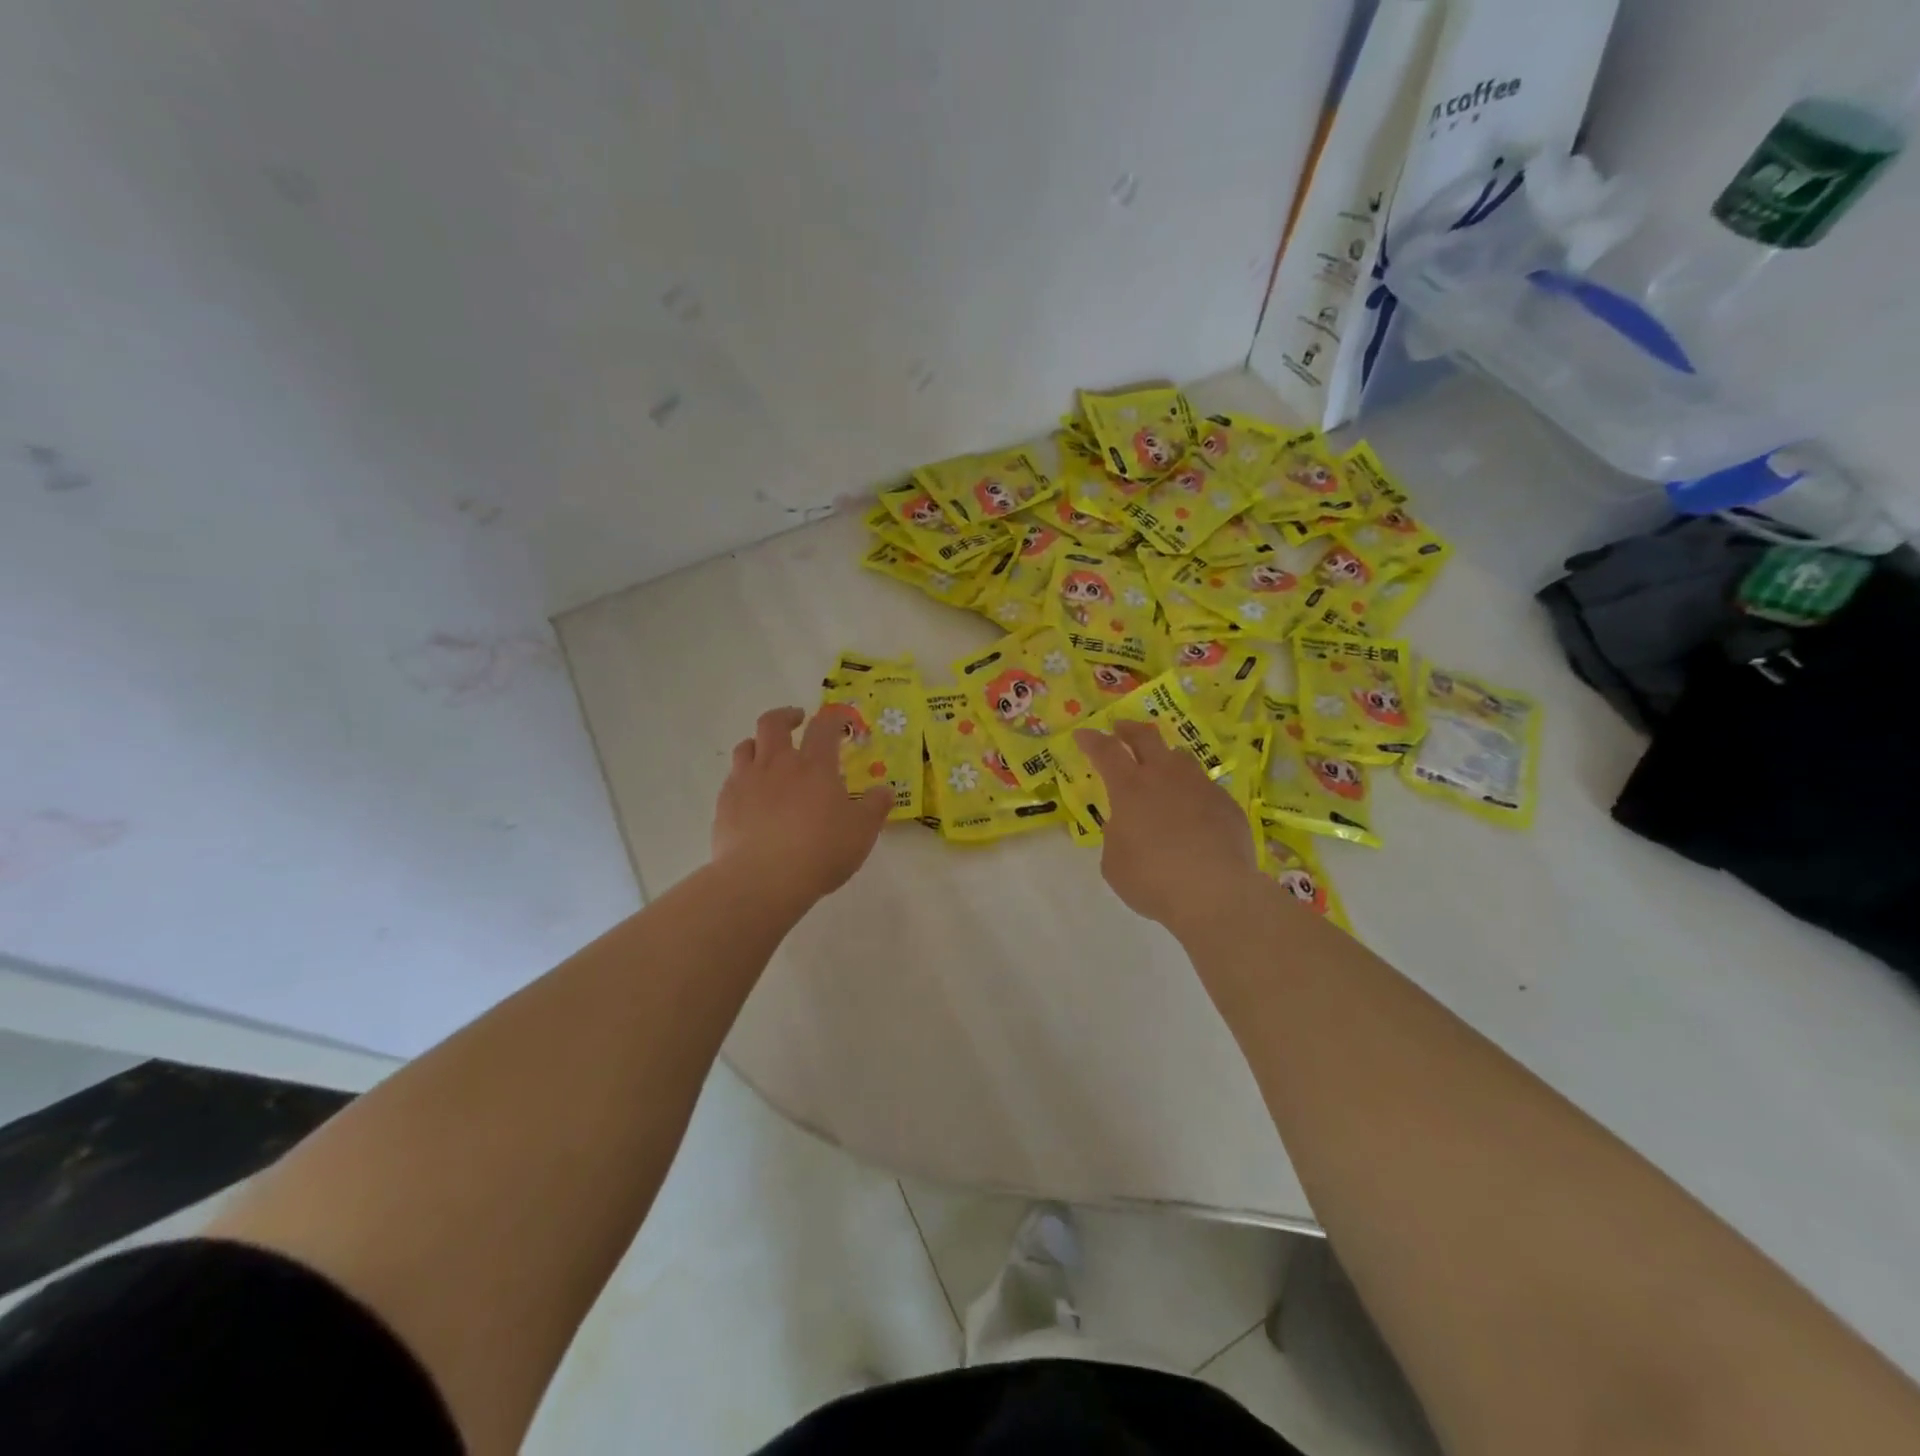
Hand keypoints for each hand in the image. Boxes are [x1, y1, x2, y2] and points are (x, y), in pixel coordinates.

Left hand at [712, 706, 892, 905]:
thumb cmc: (820, 851)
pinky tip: (751, 794)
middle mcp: (777, 764)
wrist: (762, 879)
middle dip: (786, 716)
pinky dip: (743, 776)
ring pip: (746, 746)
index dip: (834, 718)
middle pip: (773, 723)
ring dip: (759, 743)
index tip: (841, 720)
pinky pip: (732, 778)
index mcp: (814, 766)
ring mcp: (746, 781)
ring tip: (768, 753)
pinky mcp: (725, 803)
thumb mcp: (861, 832)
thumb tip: (885, 791)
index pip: (824, 726)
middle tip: (797, 721)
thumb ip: (875, 808)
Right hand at [1073, 719, 1257, 942]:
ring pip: (1181, 758)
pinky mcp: (1227, 804)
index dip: (1092, 740)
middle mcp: (1165, 776)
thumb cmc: (1153, 879)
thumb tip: (1126, 826)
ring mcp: (1200, 787)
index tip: (1083, 734)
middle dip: (1130, 729)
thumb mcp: (1115, 863)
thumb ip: (1116, 836)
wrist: (1216, 893)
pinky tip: (1193, 813)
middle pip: (1147, 737)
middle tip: (1121, 729)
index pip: (1106, 751)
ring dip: (1165, 757)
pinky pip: (1204, 788)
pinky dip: (1192, 793)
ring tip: (1161, 767)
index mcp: (1130, 788)